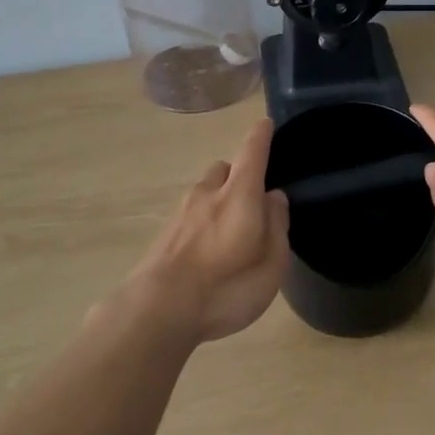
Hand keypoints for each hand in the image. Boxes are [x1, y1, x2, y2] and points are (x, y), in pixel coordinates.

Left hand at [124, 119, 289, 342]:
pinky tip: (207, 250)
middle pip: (225, 169)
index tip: (265, 124)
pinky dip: (202, 221)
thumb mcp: (271, 265)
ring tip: (230, 231)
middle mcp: (208, 193)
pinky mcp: (164, 233)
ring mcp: (181, 212)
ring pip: (205, 191)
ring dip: (219, 199)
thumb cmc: (225, 288)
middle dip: (239, 176)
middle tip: (253, 201)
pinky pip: (190, 214)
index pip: (252, 152)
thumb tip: (274, 196)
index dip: (261, 136)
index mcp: (239, 195)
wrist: (157, 310)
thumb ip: (277, 226)